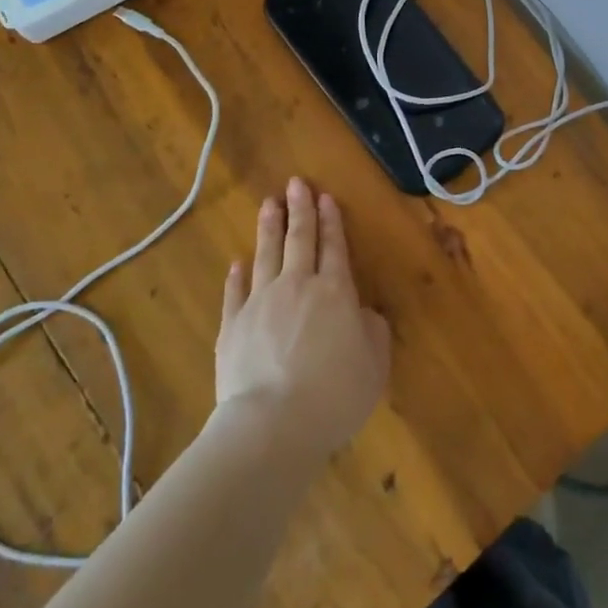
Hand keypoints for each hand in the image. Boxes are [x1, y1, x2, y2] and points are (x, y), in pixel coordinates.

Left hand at [215, 177, 391, 463]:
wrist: (272, 424)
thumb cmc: (334, 394)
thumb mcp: (374, 364)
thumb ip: (373, 331)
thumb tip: (363, 313)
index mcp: (335, 292)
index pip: (334, 247)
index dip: (331, 221)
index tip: (325, 197)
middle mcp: (297, 287)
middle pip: (299, 240)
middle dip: (300, 210)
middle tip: (296, 183)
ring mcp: (260, 304)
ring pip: (266, 255)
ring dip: (269, 228)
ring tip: (269, 203)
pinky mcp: (232, 327)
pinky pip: (235, 292)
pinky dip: (238, 275)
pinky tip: (239, 262)